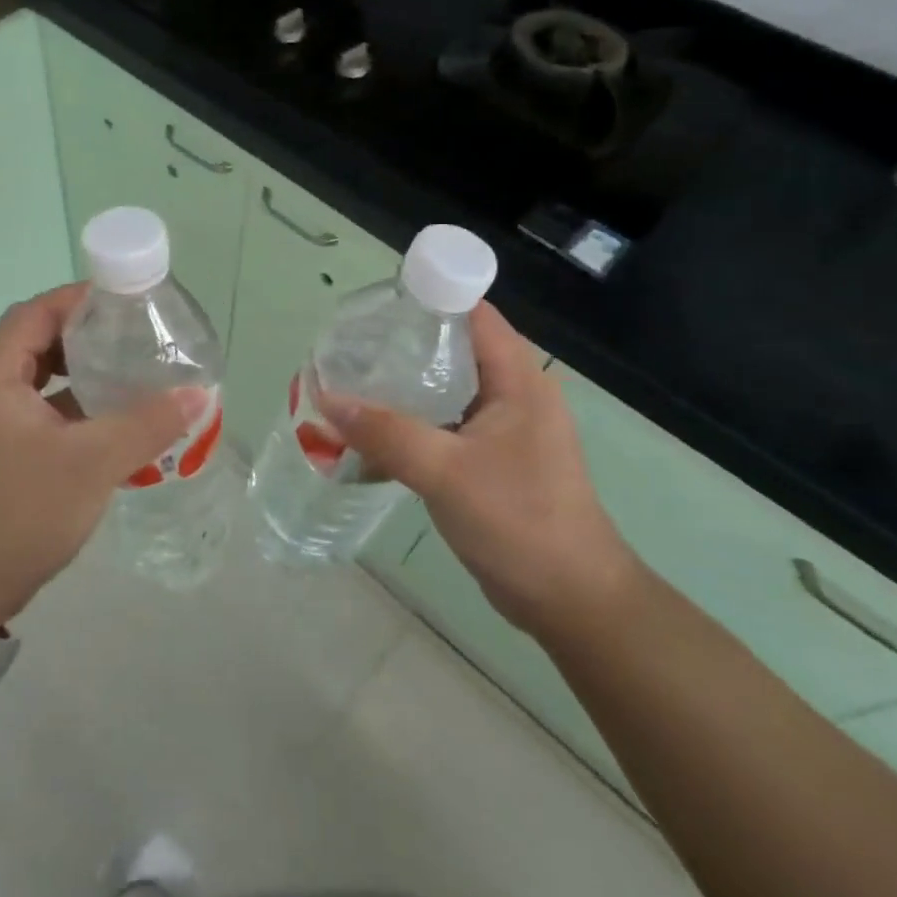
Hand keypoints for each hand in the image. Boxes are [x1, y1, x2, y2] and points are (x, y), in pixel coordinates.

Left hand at [0, 284, 209, 630]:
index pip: (33, 313)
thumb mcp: (92, 464)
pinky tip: (108, 417)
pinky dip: (71, 403)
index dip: (76, 299)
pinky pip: (38, 408)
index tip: (123, 300)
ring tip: (125, 369)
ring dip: (77, 369)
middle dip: (82, 333)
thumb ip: (146, 424)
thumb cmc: (21, 512)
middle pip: (34, 340)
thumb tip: (199, 393)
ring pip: (36, 377)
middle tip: (131, 334)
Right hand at [319, 303, 641, 642]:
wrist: (570, 599)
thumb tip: (326, 398)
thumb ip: (386, 433)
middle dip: (401, 344)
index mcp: (517, 380)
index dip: (429, 297)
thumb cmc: (520, 521)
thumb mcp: (446, 472)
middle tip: (349, 346)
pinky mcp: (490, 462)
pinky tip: (370, 436)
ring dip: (401, 389)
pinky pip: (443, 428)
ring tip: (350, 384)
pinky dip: (408, 425)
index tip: (376, 301)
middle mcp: (512, 395)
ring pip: (444, 392)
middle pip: (453, 350)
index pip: (473, 314)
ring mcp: (502, 431)